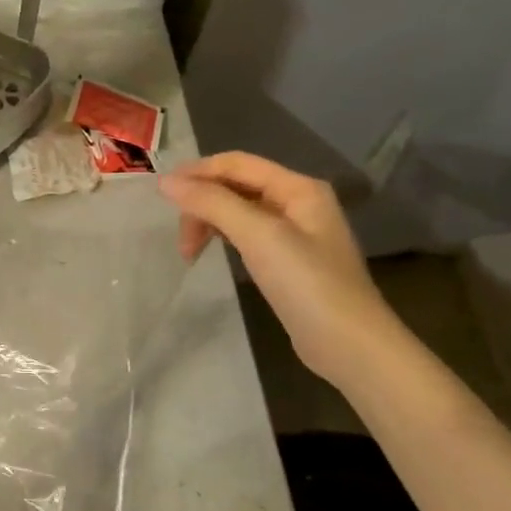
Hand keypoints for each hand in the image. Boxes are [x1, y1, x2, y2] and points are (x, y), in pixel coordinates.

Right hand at [160, 153, 401, 383]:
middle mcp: (297, 202)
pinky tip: (213, 253)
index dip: (197, 172)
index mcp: (298, 187)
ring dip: (209, 222)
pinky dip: (223, 238)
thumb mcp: (258, 236)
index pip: (236, 163)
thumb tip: (166, 182)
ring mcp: (294, 232)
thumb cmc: (307, 284)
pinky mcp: (287, 259)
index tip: (160, 193)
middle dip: (202, 203)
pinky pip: (245, 233)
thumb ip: (212, 203)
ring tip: (190, 252)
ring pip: (237, 210)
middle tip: (181, 239)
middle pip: (235, 186)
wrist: (349, 346)